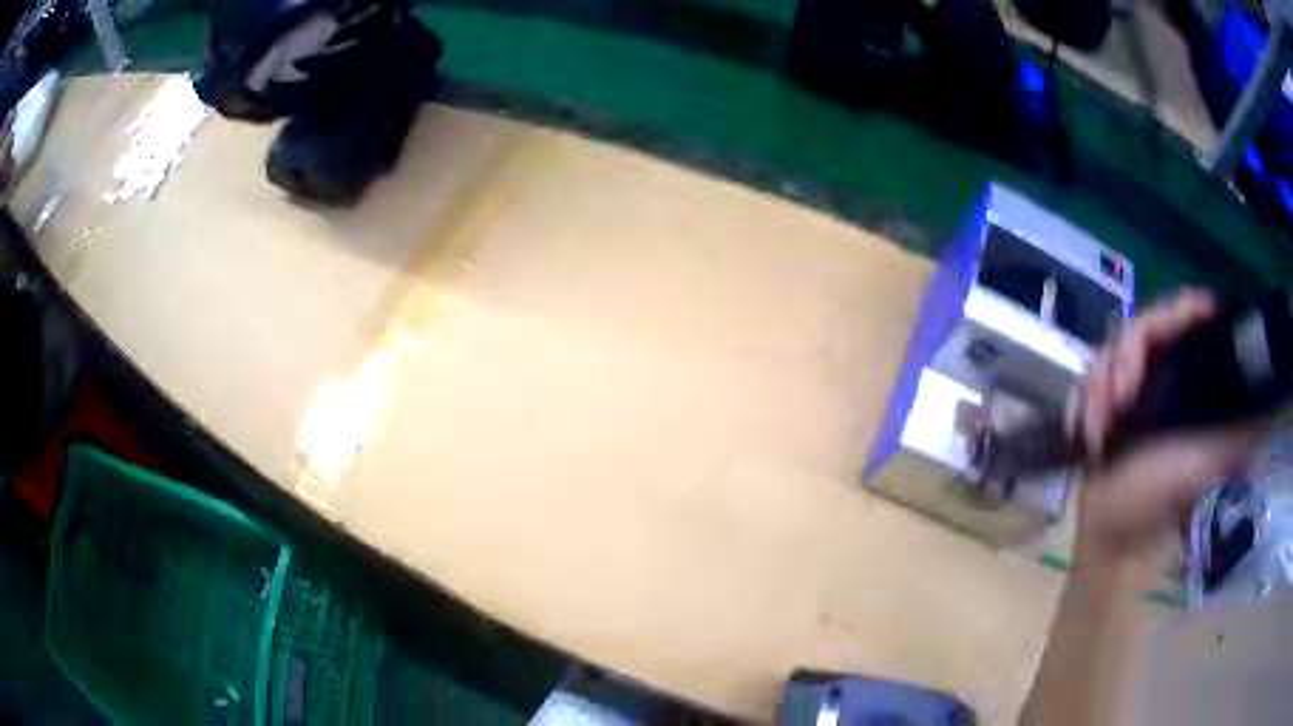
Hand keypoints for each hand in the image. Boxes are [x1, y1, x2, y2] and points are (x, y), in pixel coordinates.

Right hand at [1067, 289, 1266, 560]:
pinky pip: (1086, 377)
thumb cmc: (1163, 500)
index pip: (1187, 311)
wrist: (1113, 536)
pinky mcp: (1103, 400)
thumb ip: (1244, 434)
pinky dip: (1081, 402)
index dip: (1179, 311)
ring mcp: (1131, 384)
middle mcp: (1164, 369)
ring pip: (1109, 350)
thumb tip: (1278, 404)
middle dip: (1122, 362)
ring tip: (1095, 435)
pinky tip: (1083, 434)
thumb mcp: (1210, 463)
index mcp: (1192, 374)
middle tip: (1118, 405)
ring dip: (1097, 390)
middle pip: (1142, 324)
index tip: (1164, 339)